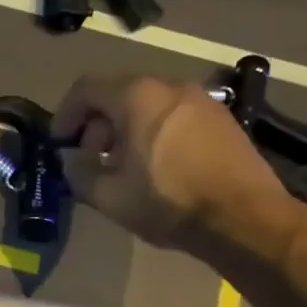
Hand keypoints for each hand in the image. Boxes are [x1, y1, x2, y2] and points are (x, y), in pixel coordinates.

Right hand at [54, 74, 299, 259]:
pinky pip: (174, 115)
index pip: (86, 89)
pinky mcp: (222, 119)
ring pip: (148, 105)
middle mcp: (169, 86)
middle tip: (91, 159)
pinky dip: (154, 132)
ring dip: (125, 129)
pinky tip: (156, 166)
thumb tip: (71, 160)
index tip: (60, 144)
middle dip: (97, 124)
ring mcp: (202, 100)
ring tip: (123, 166)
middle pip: (118, 94)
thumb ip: (79, 171)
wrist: (246, 219)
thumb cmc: (168, 203)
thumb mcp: (108, 196)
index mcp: (137, 96)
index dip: (65, 115)